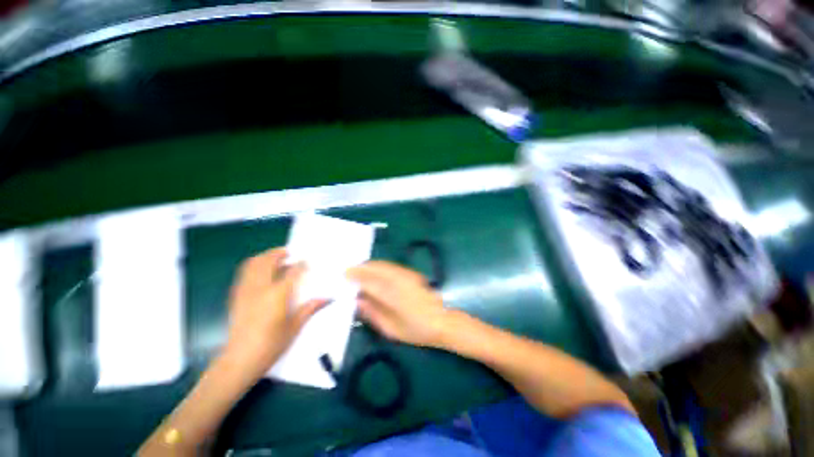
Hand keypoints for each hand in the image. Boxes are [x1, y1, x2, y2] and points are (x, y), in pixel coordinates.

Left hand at [223, 248, 325, 383]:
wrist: (240, 360)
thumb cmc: (271, 344)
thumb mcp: (295, 327)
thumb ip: (310, 308)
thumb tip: (328, 298)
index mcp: (278, 295)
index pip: (292, 271)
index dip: (301, 264)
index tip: (308, 262)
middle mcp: (260, 288)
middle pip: (268, 261)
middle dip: (279, 253)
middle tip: (289, 253)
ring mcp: (245, 291)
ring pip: (252, 264)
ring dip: (264, 257)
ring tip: (275, 258)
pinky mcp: (236, 296)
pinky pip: (244, 273)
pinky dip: (253, 266)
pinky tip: (261, 272)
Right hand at [347, 261, 450, 347]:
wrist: (443, 321)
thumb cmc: (417, 330)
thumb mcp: (391, 329)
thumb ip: (373, 313)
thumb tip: (357, 300)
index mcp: (394, 297)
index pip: (371, 282)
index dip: (357, 277)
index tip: (345, 274)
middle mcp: (401, 282)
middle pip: (378, 269)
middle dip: (362, 268)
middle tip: (349, 270)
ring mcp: (408, 276)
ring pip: (385, 265)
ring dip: (371, 265)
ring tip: (360, 269)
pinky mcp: (413, 274)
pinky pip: (393, 266)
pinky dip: (381, 266)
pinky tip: (376, 271)